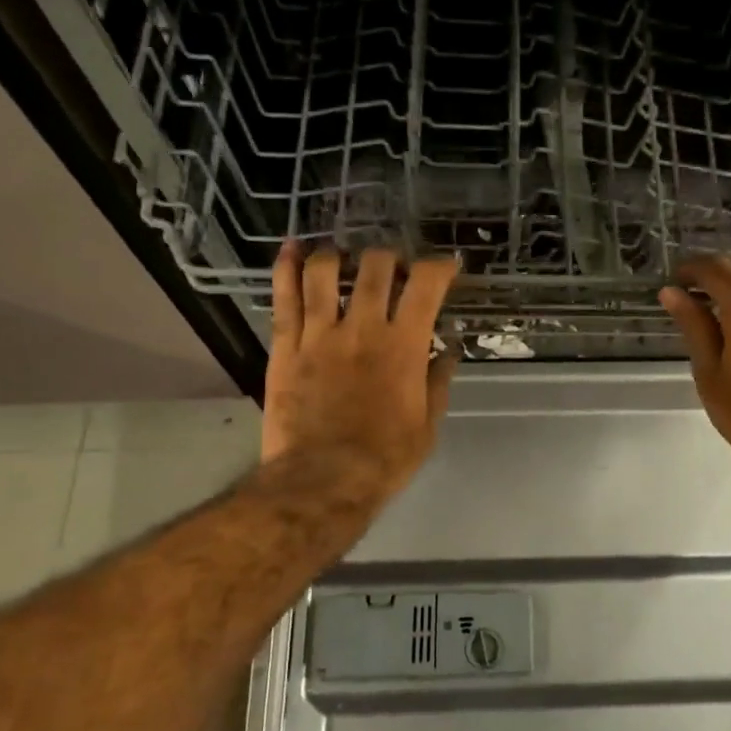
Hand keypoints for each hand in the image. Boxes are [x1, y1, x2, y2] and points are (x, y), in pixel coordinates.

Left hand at [262, 243, 459, 505]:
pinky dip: (286, 267)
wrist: (323, 481)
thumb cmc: (385, 458)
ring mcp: (319, 334)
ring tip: (343, 260)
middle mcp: (362, 328)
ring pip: (323, 272)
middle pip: (375, 266)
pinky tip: (292, 249)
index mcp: (403, 345)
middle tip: (393, 270)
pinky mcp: (286, 347)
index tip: (446, 267)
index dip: (440, 266)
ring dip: (337, 256)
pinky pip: (283, 298)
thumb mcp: (427, 424)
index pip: (425, 285)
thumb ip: (438, 381)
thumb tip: (447, 350)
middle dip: (389, 258)